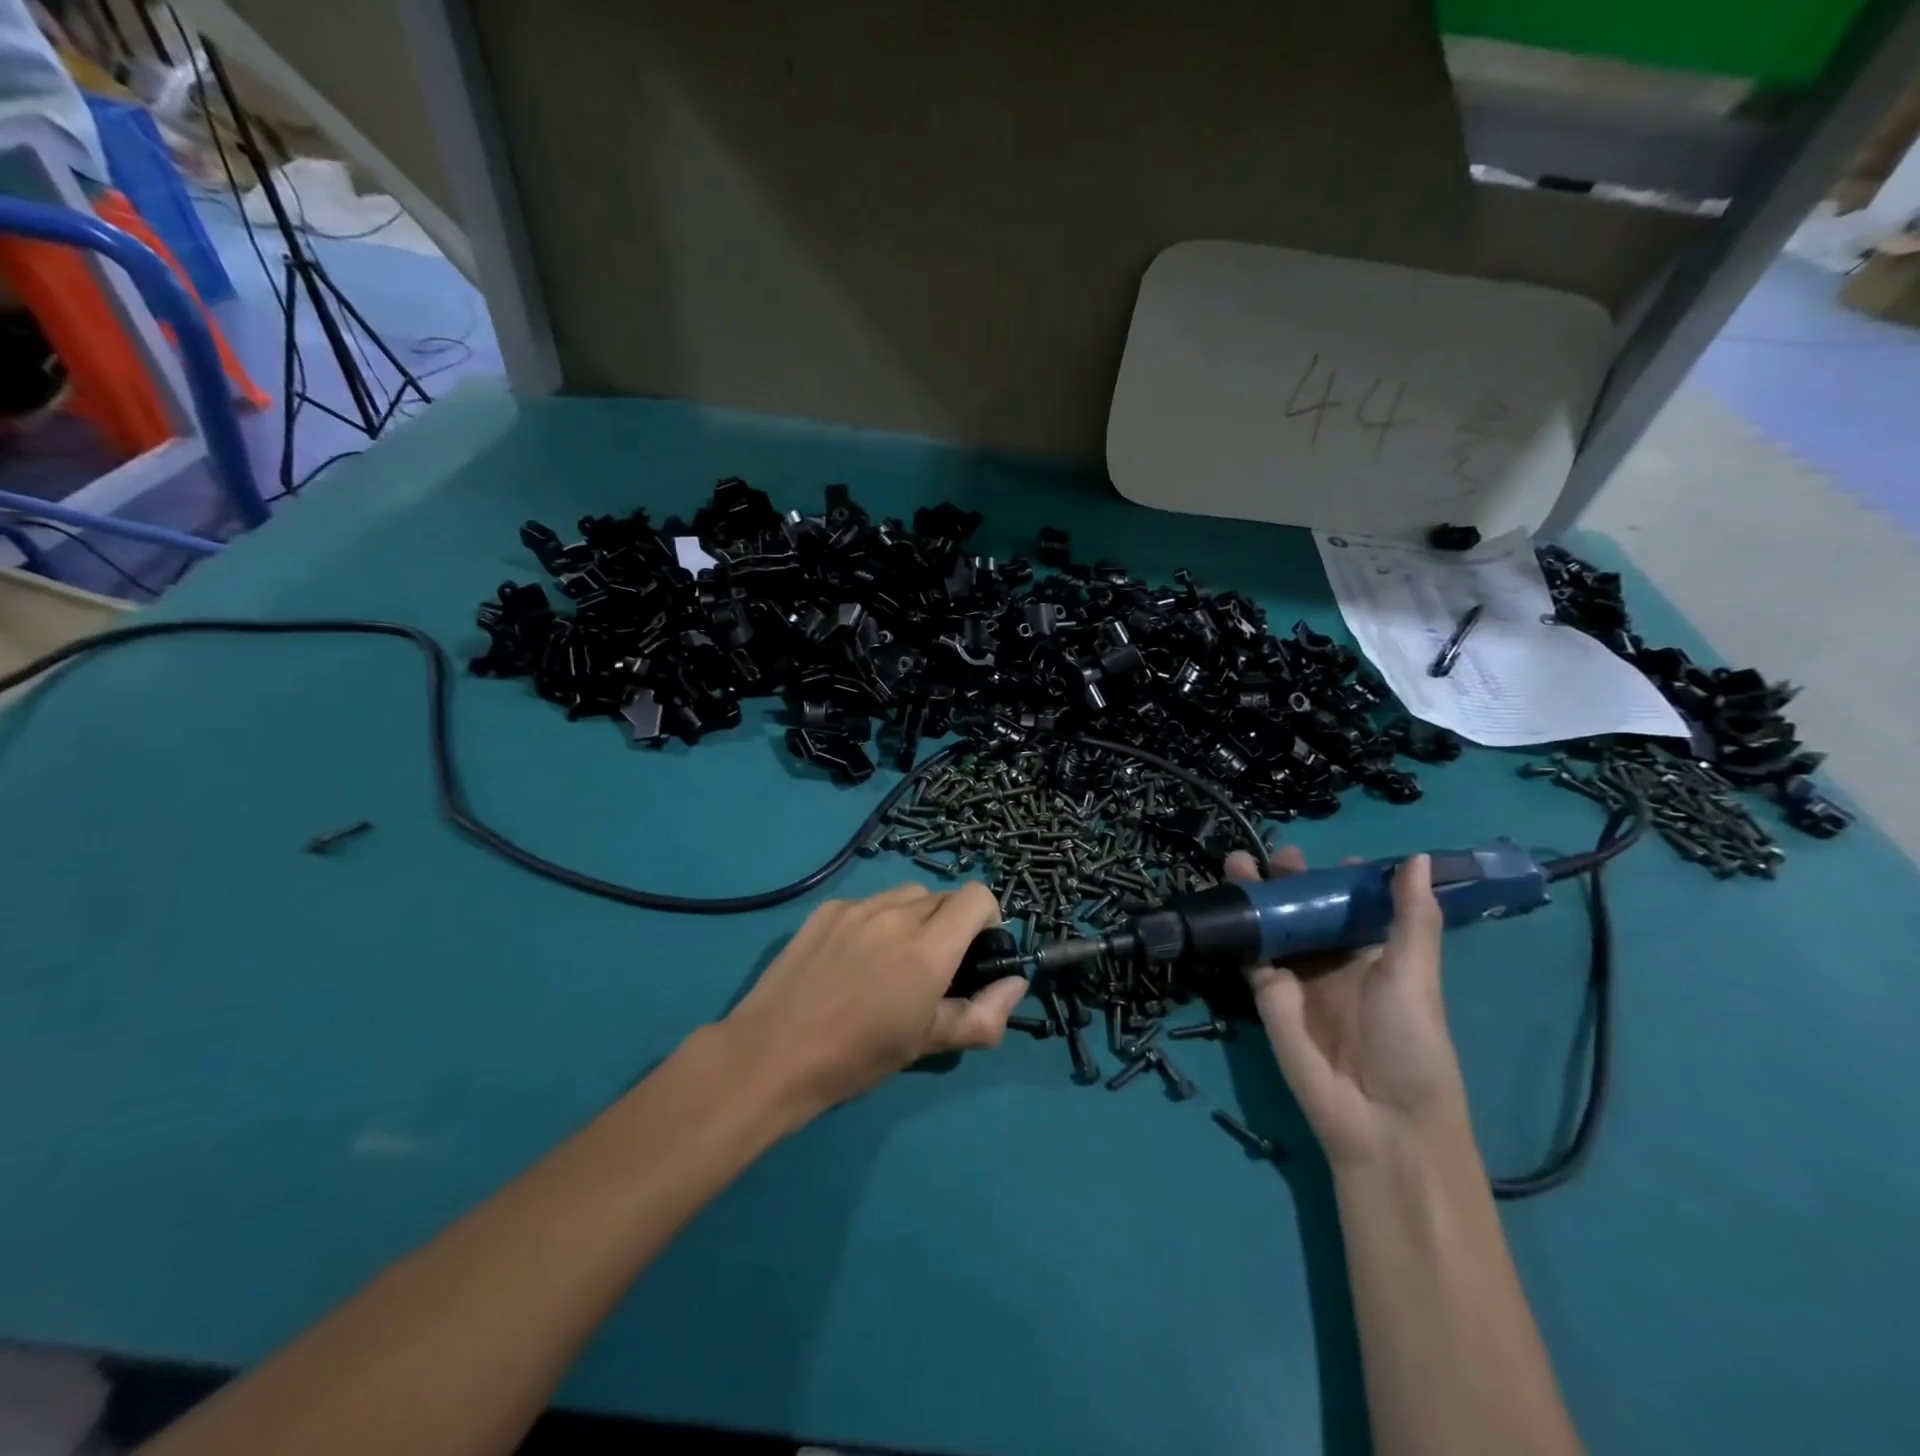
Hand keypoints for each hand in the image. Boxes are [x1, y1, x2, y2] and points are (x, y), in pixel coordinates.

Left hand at [723, 882, 1027, 1113]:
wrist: (772, 1054)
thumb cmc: (857, 1057)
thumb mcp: (928, 1043)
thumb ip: (984, 1014)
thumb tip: (1016, 983)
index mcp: (927, 948)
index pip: (976, 896)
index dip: (986, 918)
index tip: (974, 952)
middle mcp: (896, 914)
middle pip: (942, 897)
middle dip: (950, 924)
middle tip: (931, 967)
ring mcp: (856, 907)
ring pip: (905, 895)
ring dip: (914, 918)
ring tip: (891, 960)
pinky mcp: (826, 909)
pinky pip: (868, 902)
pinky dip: (875, 921)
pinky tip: (852, 959)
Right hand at [1224, 847, 1471, 1168]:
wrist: (1377, 1117)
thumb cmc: (1409, 1042)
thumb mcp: (1415, 974)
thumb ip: (1410, 917)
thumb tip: (1417, 857)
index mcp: (1373, 953)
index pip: (1353, 905)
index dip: (1342, 878)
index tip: (1329, 854)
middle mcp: (1333, 959)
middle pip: (1306, 909)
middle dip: (1289, 879)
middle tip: (1274, 854)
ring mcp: (1297, 976)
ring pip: (1273, 925)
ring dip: (1256, 896)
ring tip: (1237, 862)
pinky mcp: (1266, 994)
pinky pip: (1249, 954)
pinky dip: (1237, 929)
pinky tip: (1225, 901)